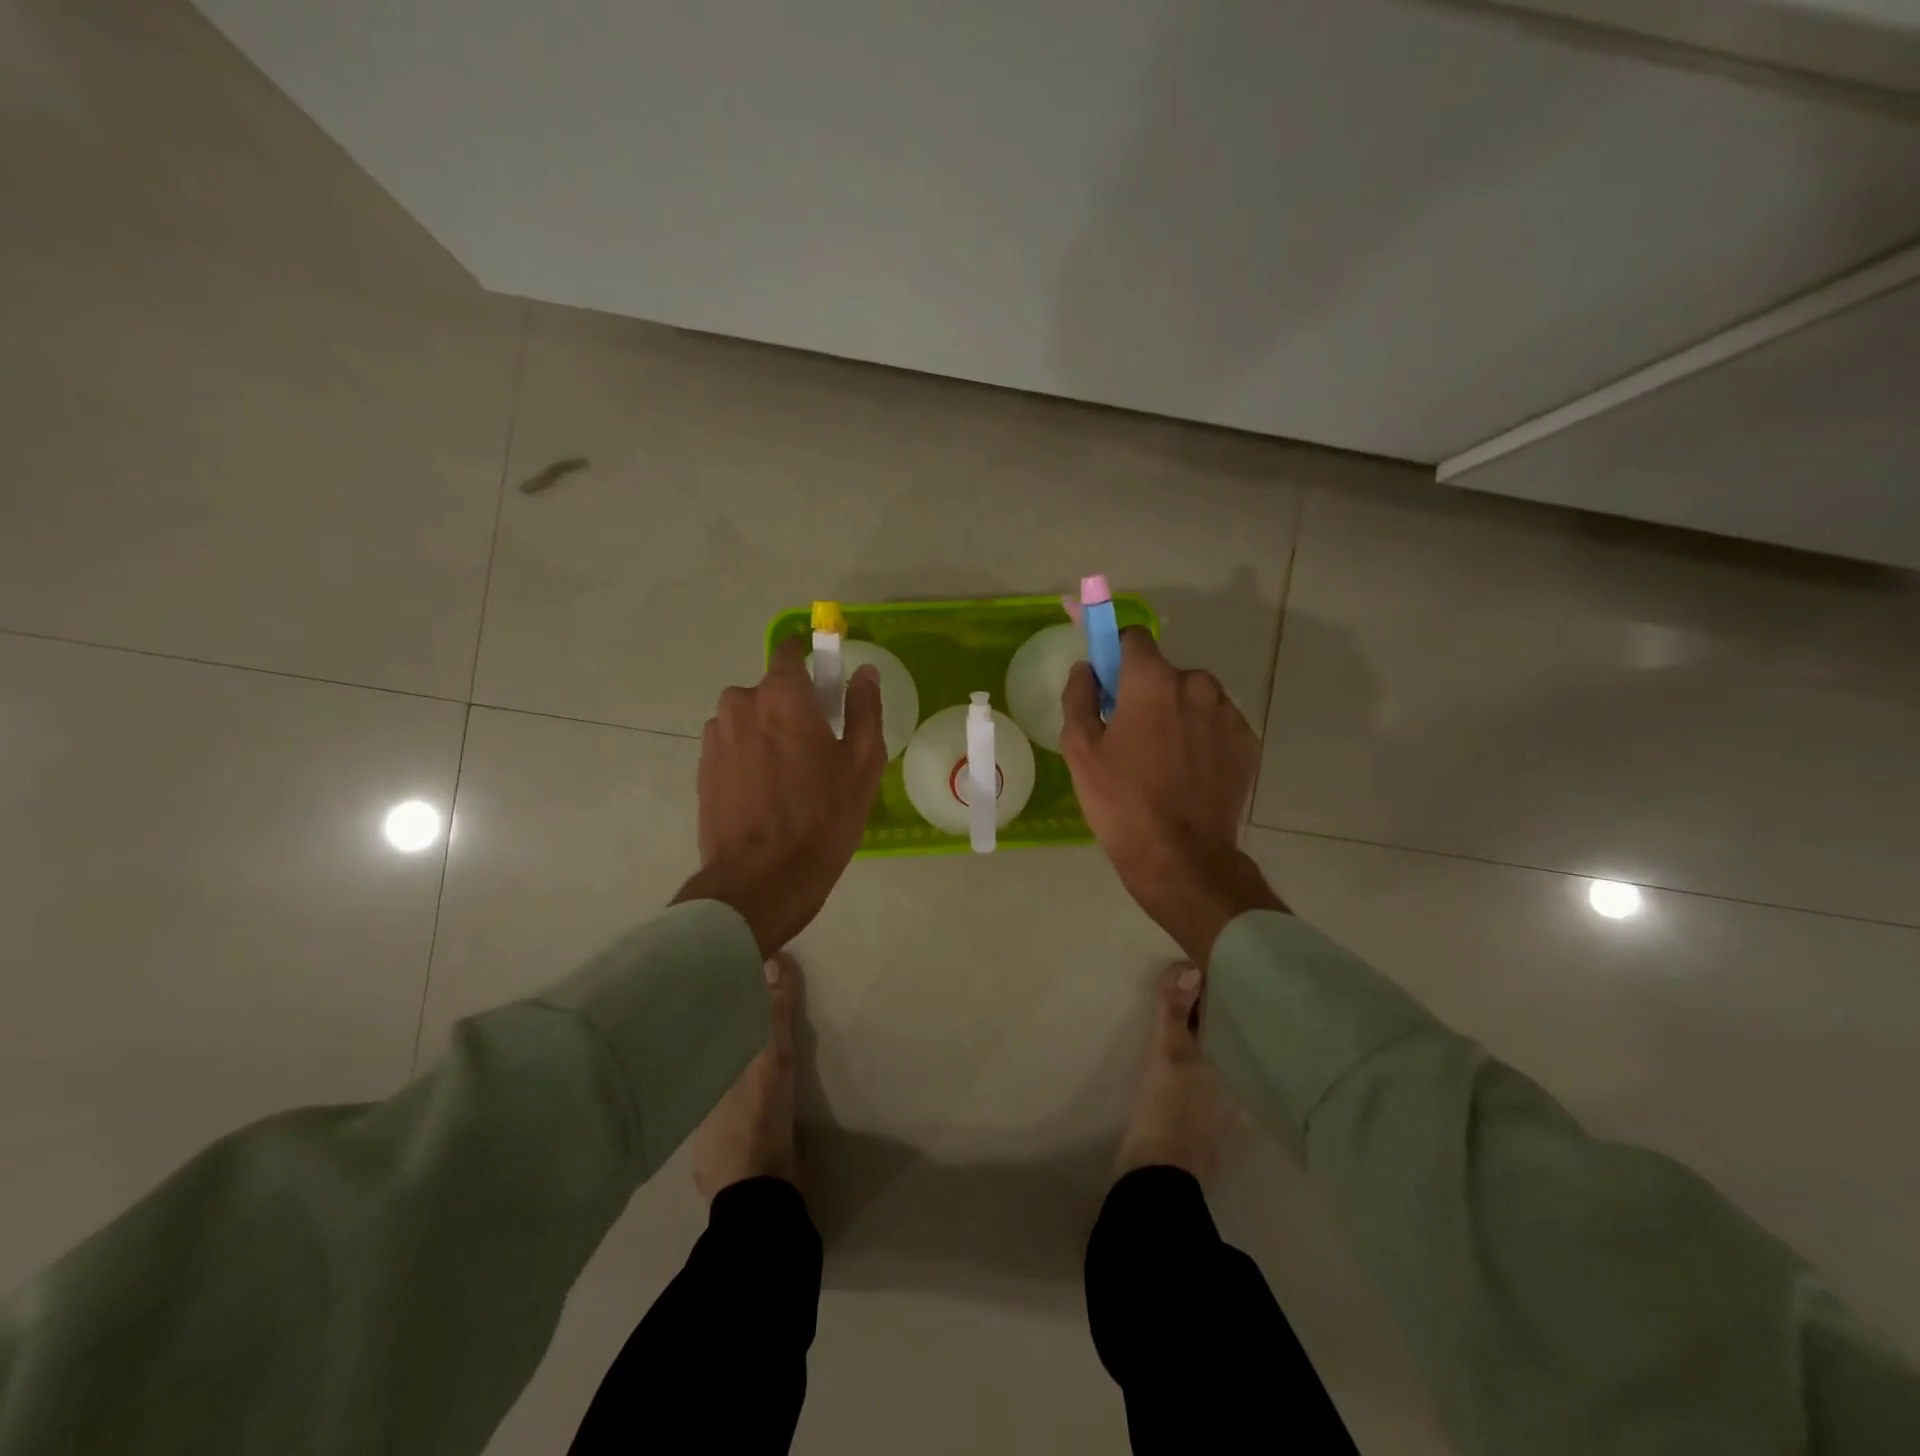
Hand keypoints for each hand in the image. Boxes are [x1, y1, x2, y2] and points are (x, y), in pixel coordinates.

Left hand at [674, 637, 885, 955]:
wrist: (760, 880)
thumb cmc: (821, 817)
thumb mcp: (862, 762)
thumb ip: (865, 708)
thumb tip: (863, 672)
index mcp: (781, 694)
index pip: (790, 652)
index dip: (811, 663)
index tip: (827, 689)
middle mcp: (740, 703)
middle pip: (772, 691)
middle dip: (793, 709)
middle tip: (818, 751)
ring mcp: (715, 737)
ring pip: (750, 720)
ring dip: (769, 735)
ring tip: (790, 780)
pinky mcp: (702, 768)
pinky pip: (734, 747)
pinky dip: (750, 758)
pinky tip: (767, 795)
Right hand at [1061, 628, 1285, 962]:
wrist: (1181, 856)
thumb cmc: (1120, 800)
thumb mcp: (1080, 749)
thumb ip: (1079, 697)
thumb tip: (1087, 669)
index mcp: (1152, 680)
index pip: (1133, 637)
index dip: (1116, 652)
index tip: (1107, 679)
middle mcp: (1197, 685)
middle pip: (1164, 672)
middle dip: (1146, 691)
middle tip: (1130, 733)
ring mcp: (1228, 714)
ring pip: (1194, 698)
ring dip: (1177, 713)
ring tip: (1162, 758)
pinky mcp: (1247, 742)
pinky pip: (1216, 724)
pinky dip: (1201, 737)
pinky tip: (1188, 772)